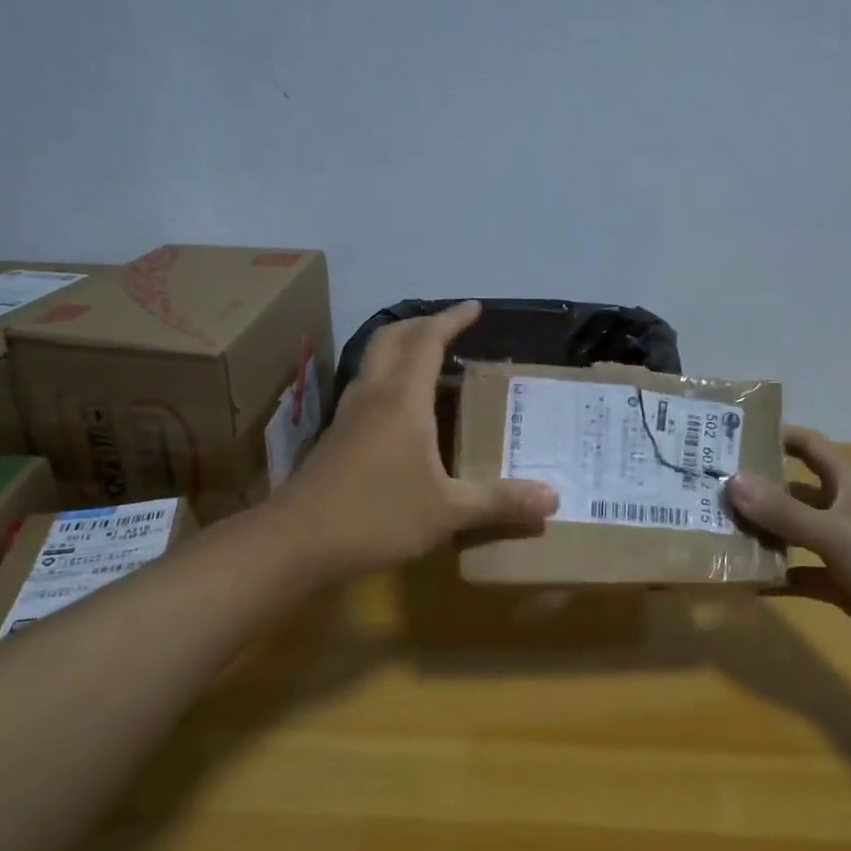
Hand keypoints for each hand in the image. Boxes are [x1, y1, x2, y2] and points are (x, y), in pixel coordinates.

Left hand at [273, 301, 557, 578]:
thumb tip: (554, 499)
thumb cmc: (377, 516)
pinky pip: (367, 390)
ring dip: (402, 350)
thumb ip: (500, 502)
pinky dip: (390, 381)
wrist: (296, 542)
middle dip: (423, 325)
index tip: (475, 308)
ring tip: (432, 365)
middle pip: (392, 339)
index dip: (452, 320)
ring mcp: (348, 416)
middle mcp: (373, 396)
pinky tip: (404, 414)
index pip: (428, 341)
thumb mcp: (448, 511)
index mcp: (403, 399)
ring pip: (374, 363)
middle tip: (451, 329)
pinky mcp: (335, 438)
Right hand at [726, 428, 850, 669]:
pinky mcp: (840, 583)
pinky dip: (774, 576)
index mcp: (847, 485)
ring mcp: (840, 548)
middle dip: (755, 489)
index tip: (732, 437)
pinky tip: (743, 582)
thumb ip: (784, 510)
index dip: (776, 436)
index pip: (808, 446)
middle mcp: (841, 510)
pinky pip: (798, 574)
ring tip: (715, 532)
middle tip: (709, 490)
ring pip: (791, 533)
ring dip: (760, 533)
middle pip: (792, 490)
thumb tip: (732, 481)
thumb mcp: (834, 533)